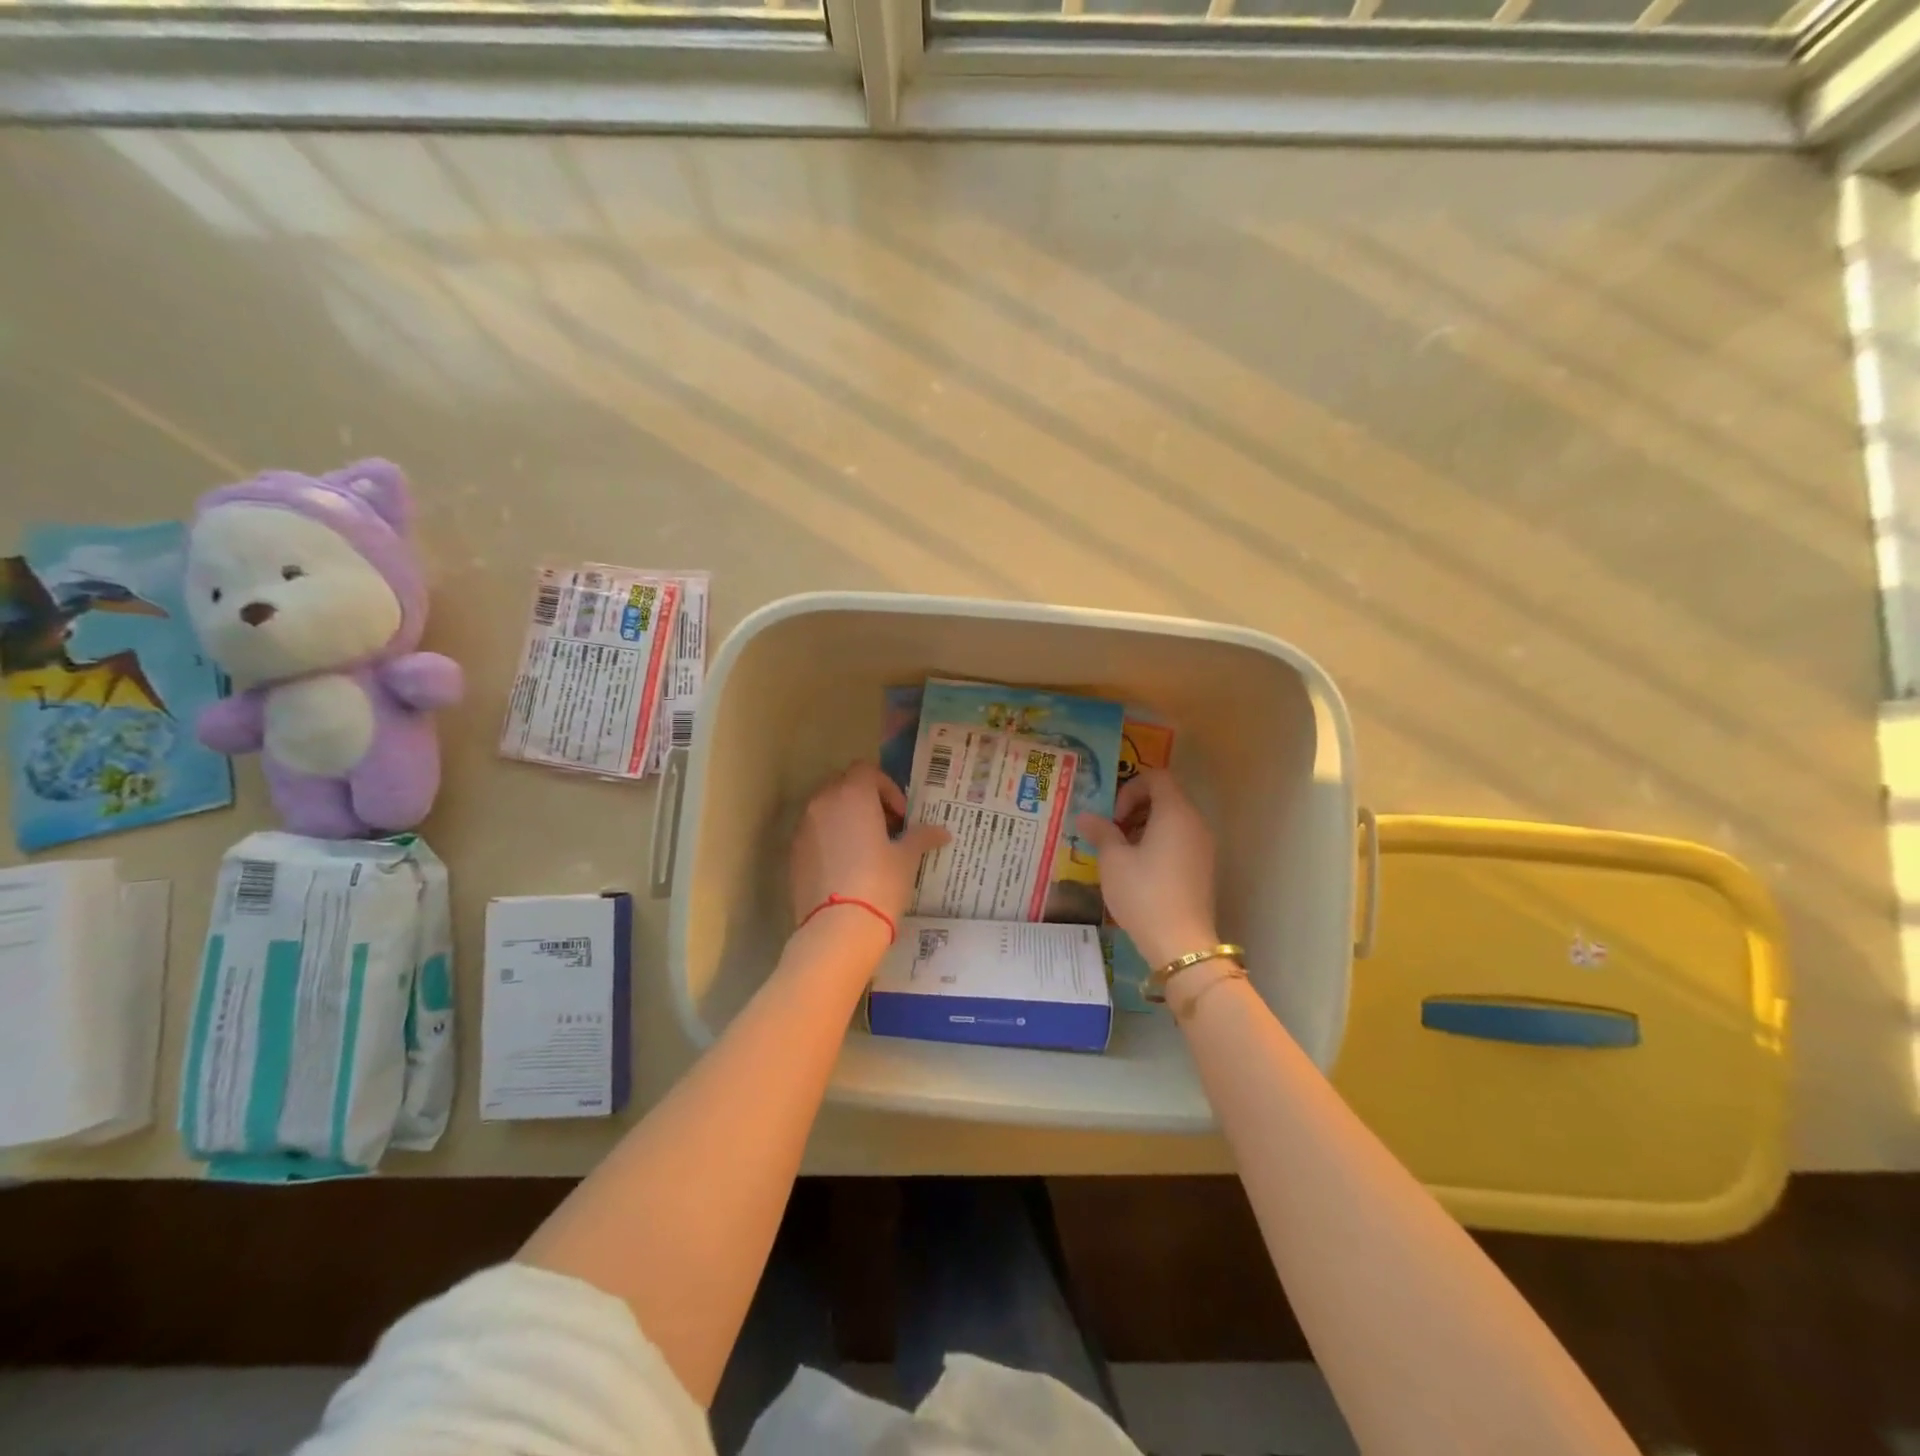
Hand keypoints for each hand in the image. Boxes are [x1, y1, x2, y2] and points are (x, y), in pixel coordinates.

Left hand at [790, 762, 951, 936]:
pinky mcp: (793, 854)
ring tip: (867, 849)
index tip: (901, 816)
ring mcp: (803, 828)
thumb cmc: (880, 883)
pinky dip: (831, 840)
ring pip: (827, 810)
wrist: (838, 929)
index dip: (887, 788)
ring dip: (847, 820)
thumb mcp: (907, 859)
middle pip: (844, 786)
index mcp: (852, 795)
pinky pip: (815, 834)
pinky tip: (848, 868)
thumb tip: (942, 832)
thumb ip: (922, 837)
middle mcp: (823, 803)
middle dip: (866, 801)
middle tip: (887, 828)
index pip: (867, 771)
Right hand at [1076, 768, 1219, 968]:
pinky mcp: (1203, 868)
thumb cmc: (1144, 893)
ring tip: (1122, 853)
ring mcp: (1203, 847)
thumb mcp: (1113, 860)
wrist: (1181, 944)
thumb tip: (1086, 817)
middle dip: (1135, 808)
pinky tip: (1138, 870)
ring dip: (1145, 827)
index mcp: (1175, 813)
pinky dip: (1158, 843)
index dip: (1130, 788)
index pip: (1157, 777)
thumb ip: (1101, 832)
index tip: (1114, 817)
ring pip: (1172, 820)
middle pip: (1166, 797)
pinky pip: (1180, 840)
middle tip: (1113, 832)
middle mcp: (1195, 823)